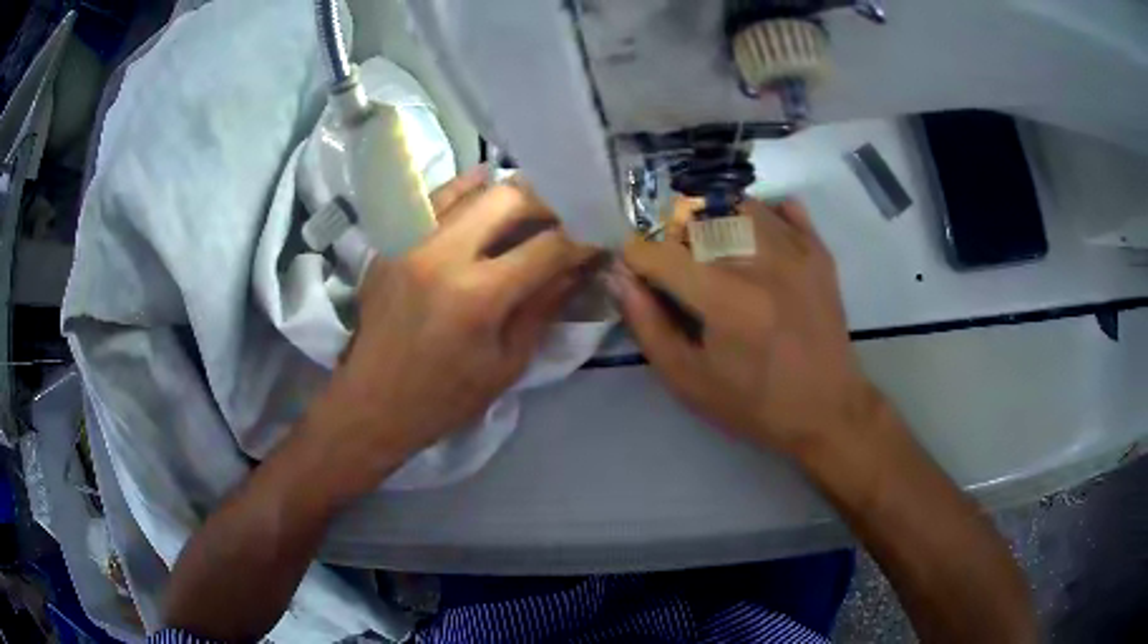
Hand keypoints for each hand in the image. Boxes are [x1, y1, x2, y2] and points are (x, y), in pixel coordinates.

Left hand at [304, 168, 596, 493]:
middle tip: (565, 218)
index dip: (581, 239)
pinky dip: (464, 189)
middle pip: (509, 198)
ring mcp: (410, 241)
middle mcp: (442, 254)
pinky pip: (433, 198)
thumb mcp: (507, 363)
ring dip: (509, 194)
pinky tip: (483, 187)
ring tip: (531, 207)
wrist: (372, 404)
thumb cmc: (445, 398)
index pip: (547, 247)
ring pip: (471, 189)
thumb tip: (578, 267)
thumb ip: (544, 307)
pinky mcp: (390, 241)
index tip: (598, 237)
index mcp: (477, 296)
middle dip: (547, 203)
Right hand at [609, 198, 882, 457]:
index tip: (639, 276)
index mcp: (725, 298)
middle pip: (694, 218)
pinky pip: (783, 206)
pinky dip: (761, 215)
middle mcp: (760, 260)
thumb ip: (647, 325)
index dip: (637, 260)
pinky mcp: (818, 250)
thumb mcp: (688, 380)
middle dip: (673, 241)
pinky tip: (756, 244)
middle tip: (680, 273)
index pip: (658, 252)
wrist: (827, 408)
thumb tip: (620, 277)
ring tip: (717, 256)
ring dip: (713, 222)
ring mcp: (795, 249)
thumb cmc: (754, 403)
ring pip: (736, 204)